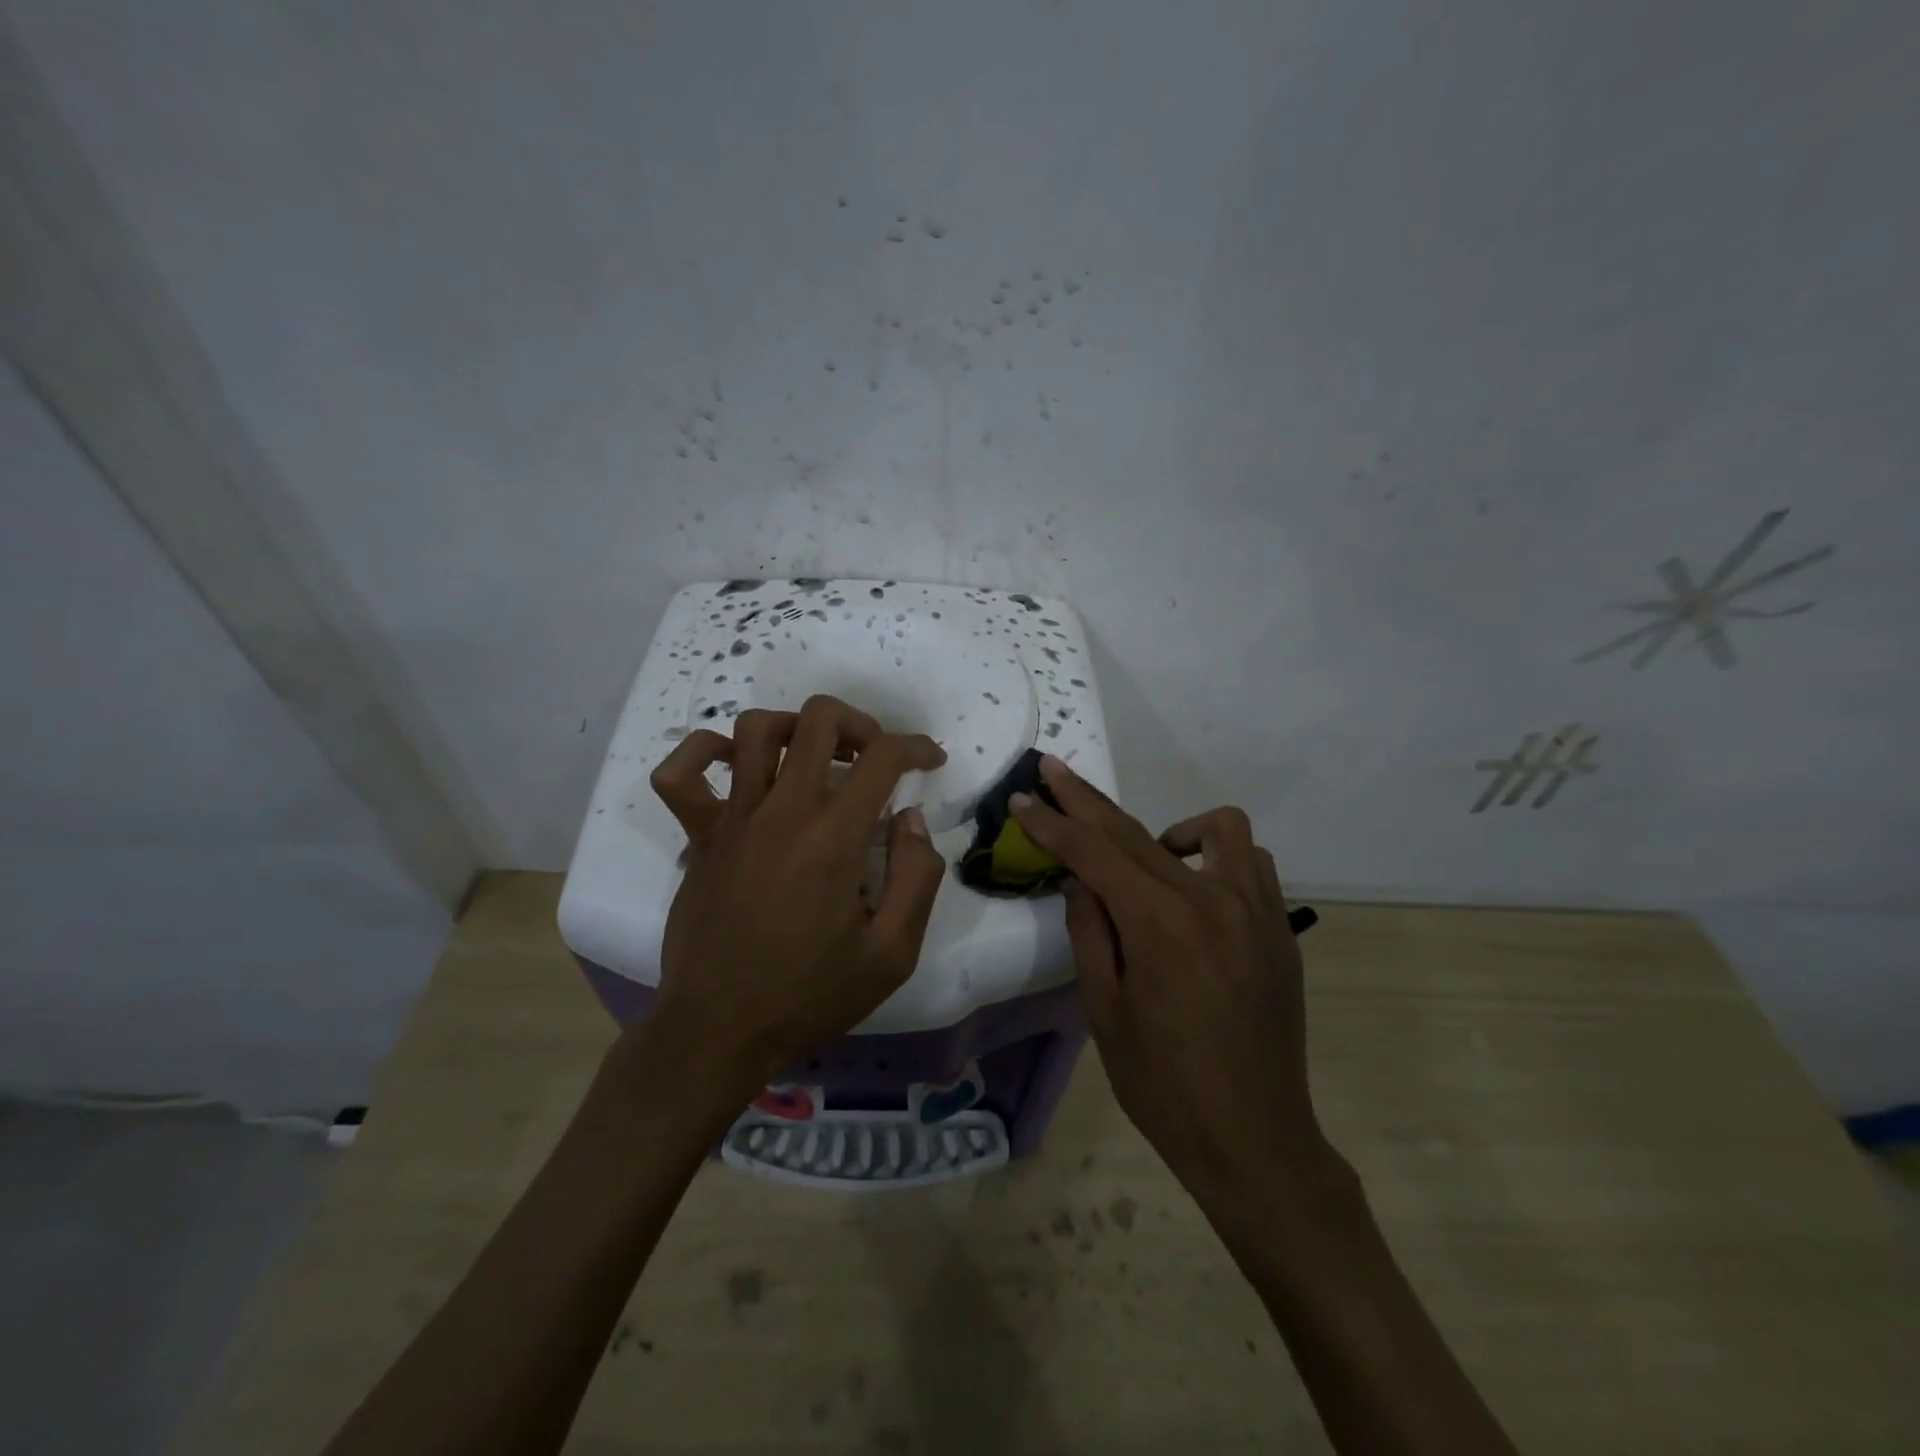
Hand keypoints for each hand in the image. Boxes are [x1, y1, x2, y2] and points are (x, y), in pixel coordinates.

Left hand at [644, 695, 947, 1098]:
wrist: (719, 1030)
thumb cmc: (810, 995)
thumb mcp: (892, 954)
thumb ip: (918, 878)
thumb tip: (911, 820)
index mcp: (833, 838)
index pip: (882, 757)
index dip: (917, 747)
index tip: (931, 762)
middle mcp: (781, 811)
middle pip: (818, 719)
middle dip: (860, 723)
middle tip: (873, 756)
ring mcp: (732, 819)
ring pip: (754, 729)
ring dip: (795, 728)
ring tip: (814, 758)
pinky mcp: (698, 837)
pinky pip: (680, 774)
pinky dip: (703, 752)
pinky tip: (733, 765)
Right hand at [1010, 757, 1333, 1205]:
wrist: (1255, 1140)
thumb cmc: (1164, 1085)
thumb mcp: (1105, 1011)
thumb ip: (1090, 932)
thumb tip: (1081, 879)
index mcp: (1160, 924)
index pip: (1094, 853)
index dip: (1053, 823)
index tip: (1023, 796)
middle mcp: (1211, 900)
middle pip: (1137, 830)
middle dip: (1087, 801)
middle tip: (1053, 773)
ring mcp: (1255, 910)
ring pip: (1216, 829)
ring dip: (1169, 830)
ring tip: (1146, 860)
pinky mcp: (1279, 929)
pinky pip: (1251, 864)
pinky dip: (1217, 859)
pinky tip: (1195, 894)